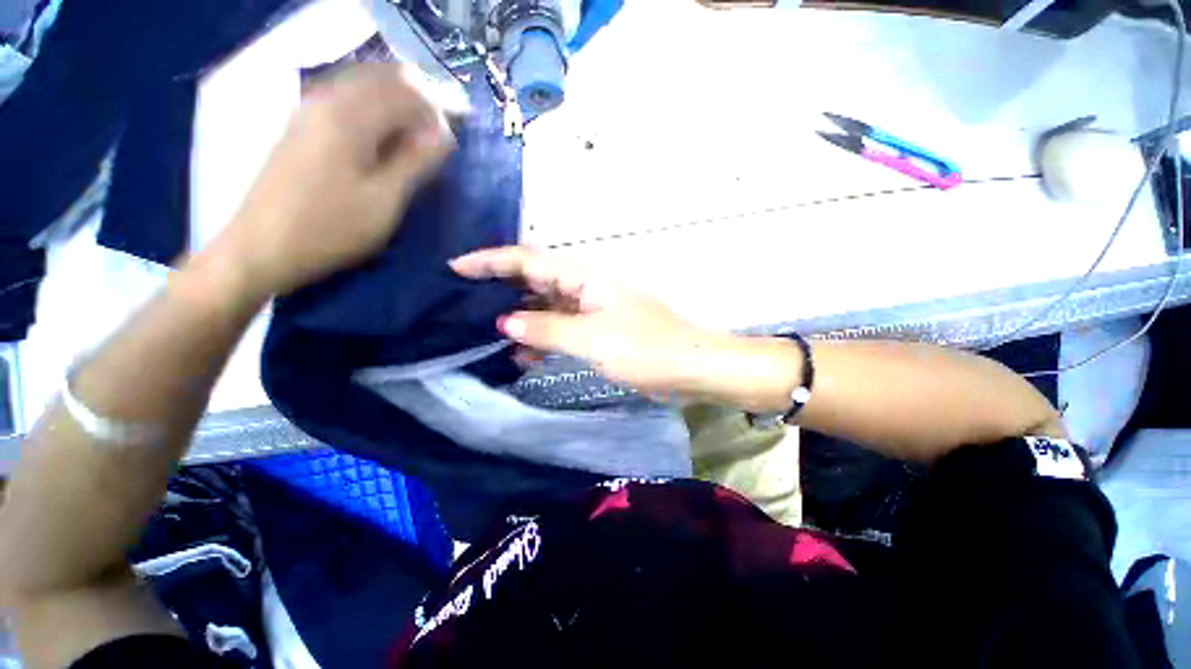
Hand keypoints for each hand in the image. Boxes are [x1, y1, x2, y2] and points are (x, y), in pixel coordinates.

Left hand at [215, 64, 456, 296]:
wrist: (263, 246)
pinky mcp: (302, 123)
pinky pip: (346, 97)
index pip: (407, 92)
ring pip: (364, 85)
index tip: (451, 142)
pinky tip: (382, 136)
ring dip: (396, 104)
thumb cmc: (331, 228)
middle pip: (384, 79)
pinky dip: (373, 109)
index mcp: (350, 116)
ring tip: (414, 139)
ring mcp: (309, 108)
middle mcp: (327, 99)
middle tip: (436, 138)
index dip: (437, 112)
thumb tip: (445, 134)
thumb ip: (415, 162)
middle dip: (417, 102)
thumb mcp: (385, 201)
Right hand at [450, 246, 729, 398]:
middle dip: (500, 290)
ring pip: (546, 307)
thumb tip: (505, 322)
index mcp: (585, 276)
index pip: (529, 261)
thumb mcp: (591, 339)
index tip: (455, 267)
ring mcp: (592, 309)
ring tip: (484, 333)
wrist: (688, 367)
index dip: (491, 261)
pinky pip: (561, 328)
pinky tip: (521, 354)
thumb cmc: (644, 348)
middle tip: (462, 302)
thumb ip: (546, 328)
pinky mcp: (598, 330)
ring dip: (520, 319)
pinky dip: (541, 339)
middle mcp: (585, 286)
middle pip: (535, 281)